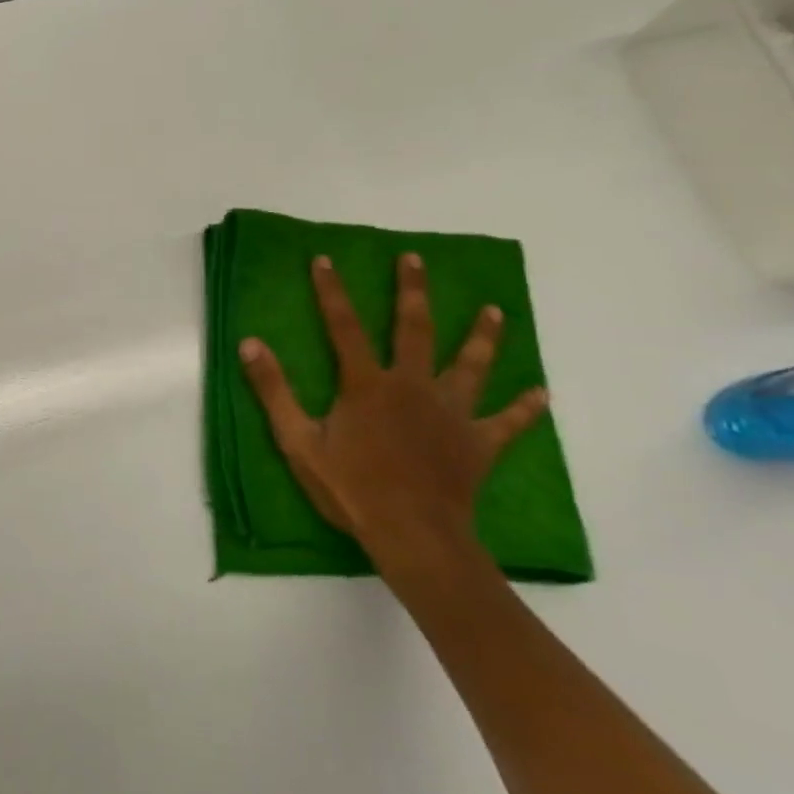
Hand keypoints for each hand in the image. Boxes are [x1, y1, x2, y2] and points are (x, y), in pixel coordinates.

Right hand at [236, 253, 548, 574]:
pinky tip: (542, 393)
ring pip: (471, 365)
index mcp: (367, 385)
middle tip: (415, 259)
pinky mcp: (480, 443)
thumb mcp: (297, 440)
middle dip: (412, 291)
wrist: (413, 534)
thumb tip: (250, 343)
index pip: (344, 327)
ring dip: (482, 336)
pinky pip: (508, 421)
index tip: (324, 260)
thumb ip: (274, 390)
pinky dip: (526, 407)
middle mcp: (413, 387)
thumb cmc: (350, 487)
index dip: (332, 292)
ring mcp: (453, 414)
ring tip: (493, 309)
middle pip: (415, 329)